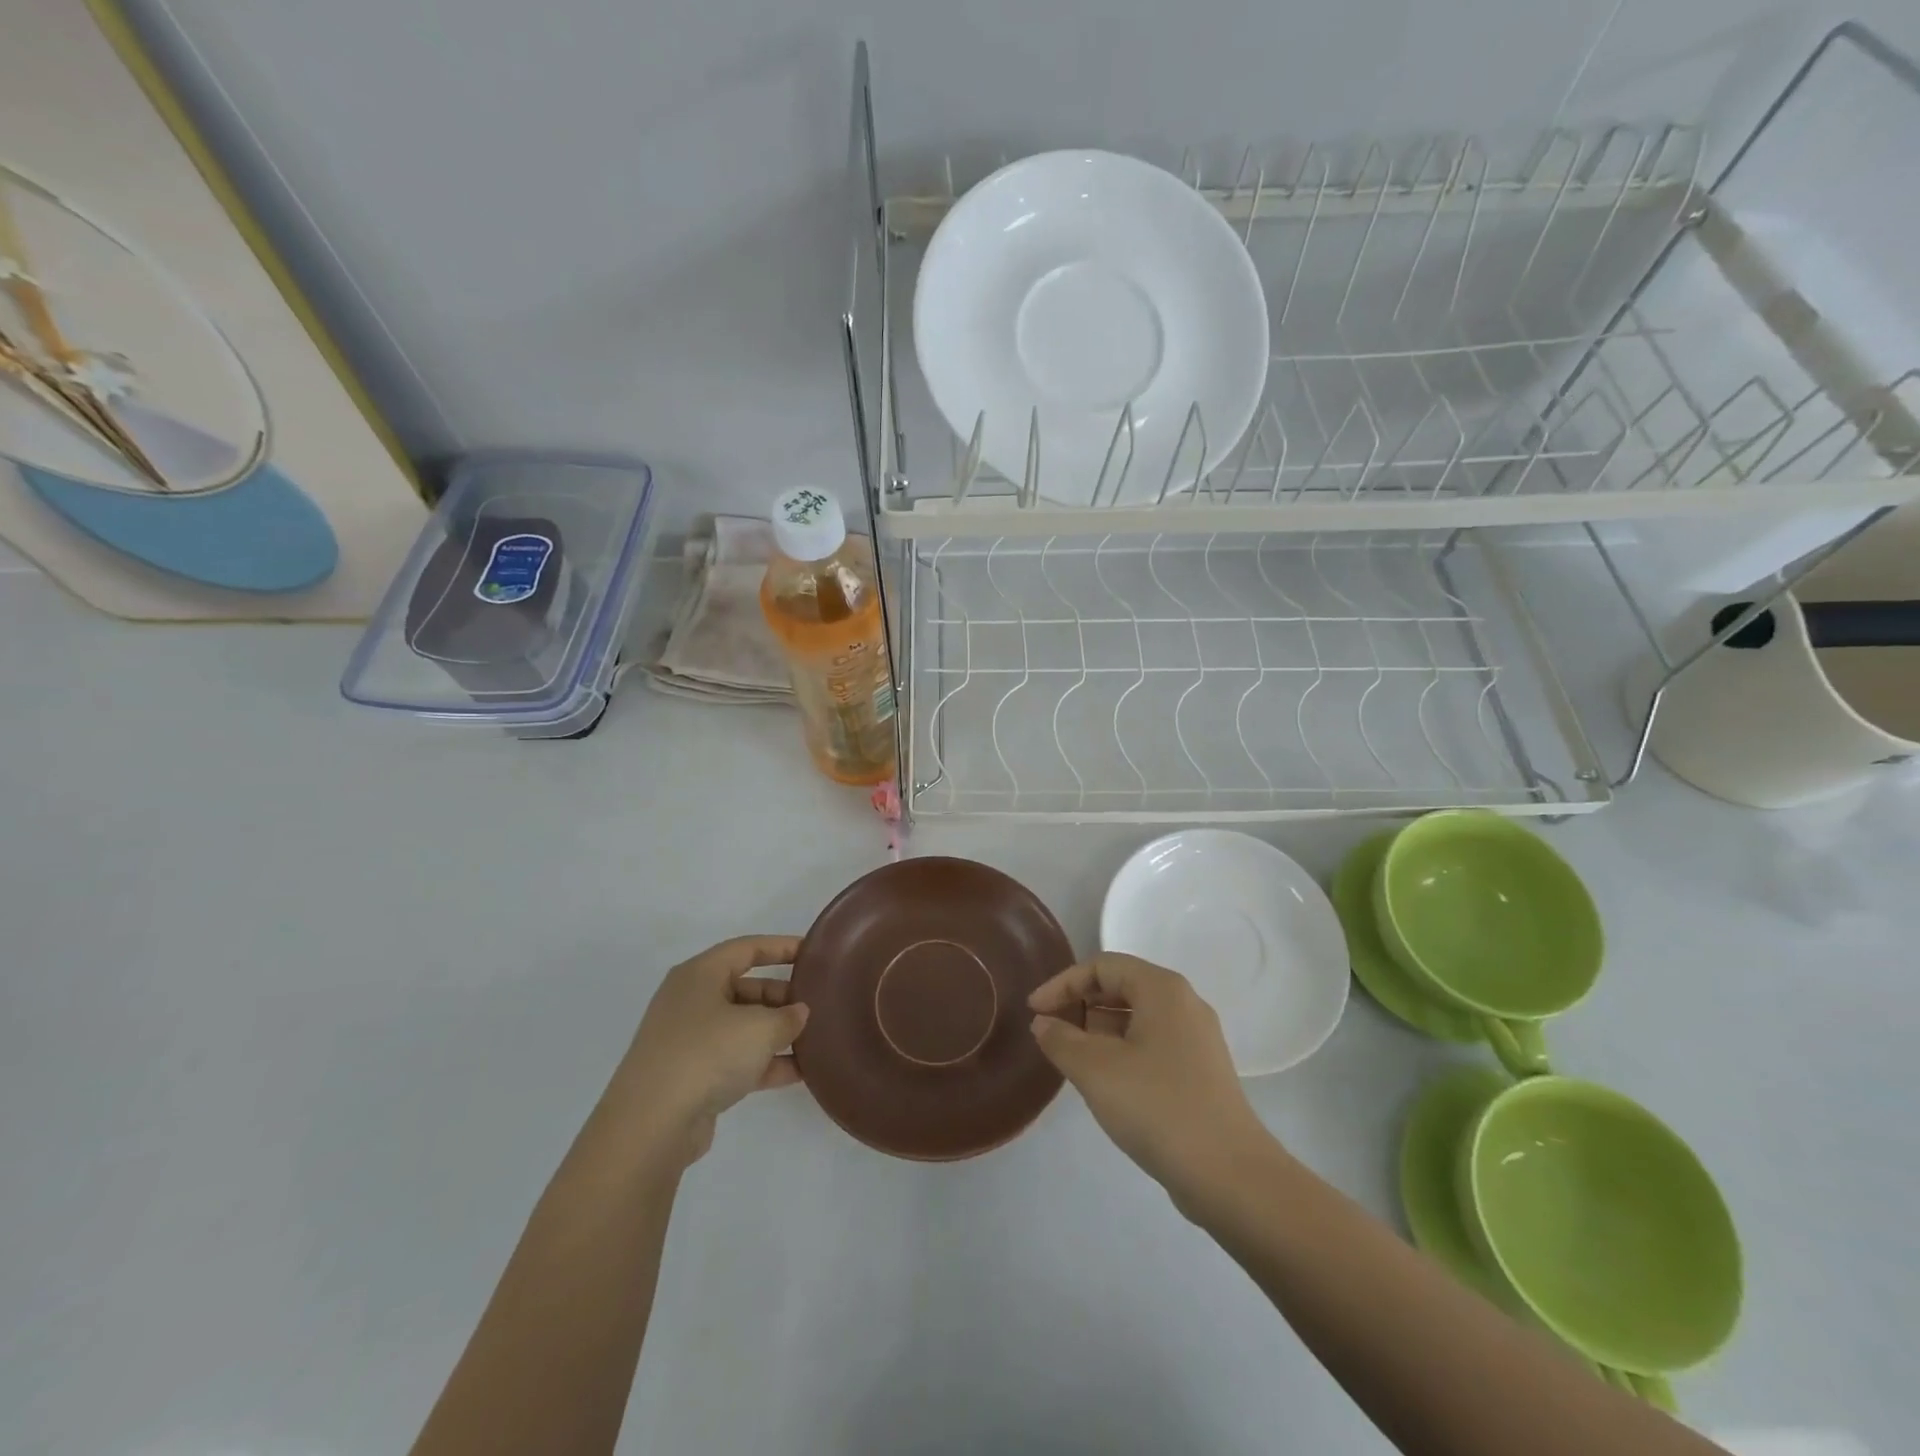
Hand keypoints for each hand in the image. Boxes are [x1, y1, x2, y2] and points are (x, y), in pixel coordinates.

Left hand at [607, 936, 809, 1168]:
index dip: (781, 947)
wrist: (650, 1125)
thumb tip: (799, 1013)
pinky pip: (736, 1058)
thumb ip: (787, 1017)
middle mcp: (691, 1001)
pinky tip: (799, 1072)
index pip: (747, 948)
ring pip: (742, 1026)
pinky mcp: (691, 1076)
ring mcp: (689, 1040)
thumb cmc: (707, 1054)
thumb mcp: (759, 1029)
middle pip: (745, 988)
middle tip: (816, 1005)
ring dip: (776, 1033)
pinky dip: (764, 1062)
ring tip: (814, 1039)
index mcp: (700, 975)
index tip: (812, 952)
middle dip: (782, 996)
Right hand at [1029, 954, 1269, 1206]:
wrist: (1229, 1175)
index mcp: (1162, 989)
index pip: (1102, 966)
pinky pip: (1152, 1043)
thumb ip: (1061, 1040)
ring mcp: (1197, 1038)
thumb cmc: (1157, 1107)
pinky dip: (1122, 1051)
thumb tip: (1044, 1023)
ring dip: (1099, 1031)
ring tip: (1072, 1059)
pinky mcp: (1201, 1071)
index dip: (1063, 983)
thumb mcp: (1095, 1070)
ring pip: (1137, 1018)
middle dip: (1081, 1005)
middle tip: (1051, 1033)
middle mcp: (1184, 1003)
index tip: (1034, 1011)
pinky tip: (1106, 1082)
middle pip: (1121, 987)